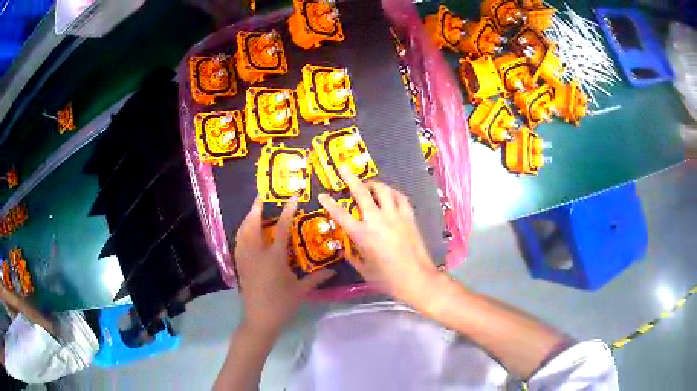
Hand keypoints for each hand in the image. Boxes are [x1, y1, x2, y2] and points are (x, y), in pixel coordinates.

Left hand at [235, 197, 334, 335]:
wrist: (259, 320)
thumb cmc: (281, 305)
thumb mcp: (300, 291)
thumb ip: (316, 278)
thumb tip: (333, 271)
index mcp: (273, 258)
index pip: (280, 229)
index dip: (287, 212)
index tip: (292, 198)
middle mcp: (256, 254)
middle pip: (252, 225)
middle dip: (256, 208)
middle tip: (261, 196)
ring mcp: (245, 259)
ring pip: (242, 232)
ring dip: (247, 218)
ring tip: (253, 210)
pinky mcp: (240, 266)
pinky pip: (238, 243)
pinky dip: (242, 232)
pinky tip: (246, 232)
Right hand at [318, 168, 440, 307]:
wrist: (416, 278)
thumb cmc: (387, 278)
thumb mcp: (363, 270)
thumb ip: (352, 256)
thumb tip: (345, 248)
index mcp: (362, 234)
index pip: (340, 214)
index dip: (329, 203)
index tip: (322, 195)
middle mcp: (377, 220)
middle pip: (362, 192)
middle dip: (350, 178)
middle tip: (344, 168)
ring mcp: (395, 215)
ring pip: (383, 190)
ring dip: (373, 184)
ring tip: (369, 184)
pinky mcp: (409, 216)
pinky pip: (400, 197)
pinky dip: (392, 193)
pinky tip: (390, 194)